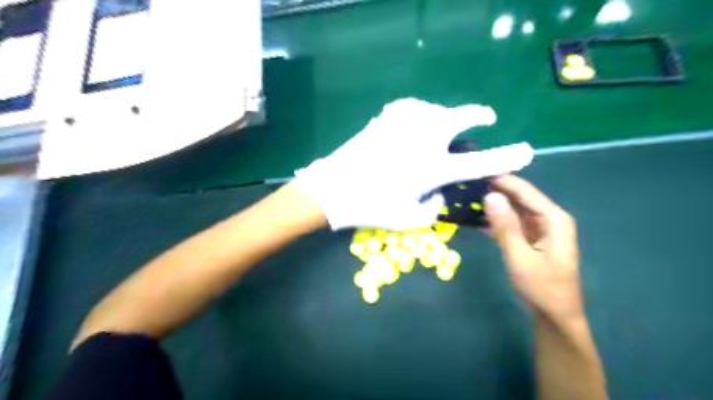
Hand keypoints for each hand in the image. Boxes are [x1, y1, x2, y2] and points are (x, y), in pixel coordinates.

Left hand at [292, 97, 530, 230]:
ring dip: (444, 117)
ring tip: (440, 128)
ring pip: (435, 110)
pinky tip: (413, 123)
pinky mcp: (384, 119)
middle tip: (487, 118)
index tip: (526, 150)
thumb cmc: (369, 208)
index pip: (479, 163)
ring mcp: (403, 125)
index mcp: (432, 168)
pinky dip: (418, 113)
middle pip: (461, 117)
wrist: (332, 189)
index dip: (506, 157)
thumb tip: (437, 193)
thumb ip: (431, 208)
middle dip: (478, 115)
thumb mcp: (407, 220)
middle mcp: (423, 140)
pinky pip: (411, 108)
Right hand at [481, 177, 581, 323]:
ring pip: (514, 208)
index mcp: (553, 219)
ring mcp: (540, 227)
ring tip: (468, 194)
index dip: (501, 179)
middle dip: (495, 189)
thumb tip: (490, 195)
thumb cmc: (542, 288)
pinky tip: (477, 216)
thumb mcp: (520, 257)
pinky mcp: (532, 236)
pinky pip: (512, 221)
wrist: (555, 316)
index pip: (524, 191)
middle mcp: (549, 218)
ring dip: (494, 202)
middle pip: (519, 196)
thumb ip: (505, 226)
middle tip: (467, 182)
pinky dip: (496, 218)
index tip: (477, 170)